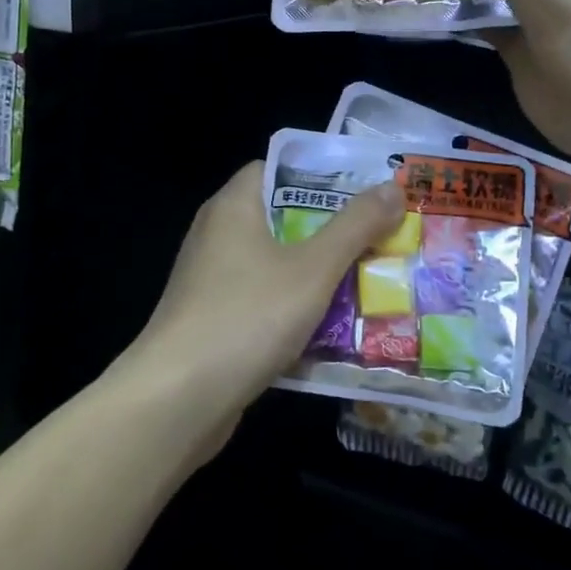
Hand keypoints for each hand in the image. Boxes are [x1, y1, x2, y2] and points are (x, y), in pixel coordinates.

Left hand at [121, 163, 404, 430]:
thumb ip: (355, 227)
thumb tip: (393, 187)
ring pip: (276, 266)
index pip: (276, 169)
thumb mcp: (313, 269)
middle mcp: (217, 236)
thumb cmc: (246, 317)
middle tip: (380, 237)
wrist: (177, 400)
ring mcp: (211, 282)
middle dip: (331, 231)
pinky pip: (264, 303)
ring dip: (317, 276)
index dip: (320, 174)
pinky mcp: (213, 322)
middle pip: (282, 219)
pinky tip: (334, 330)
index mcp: (233, 207)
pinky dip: (295, 311)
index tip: (364, 189)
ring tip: (370, 281)